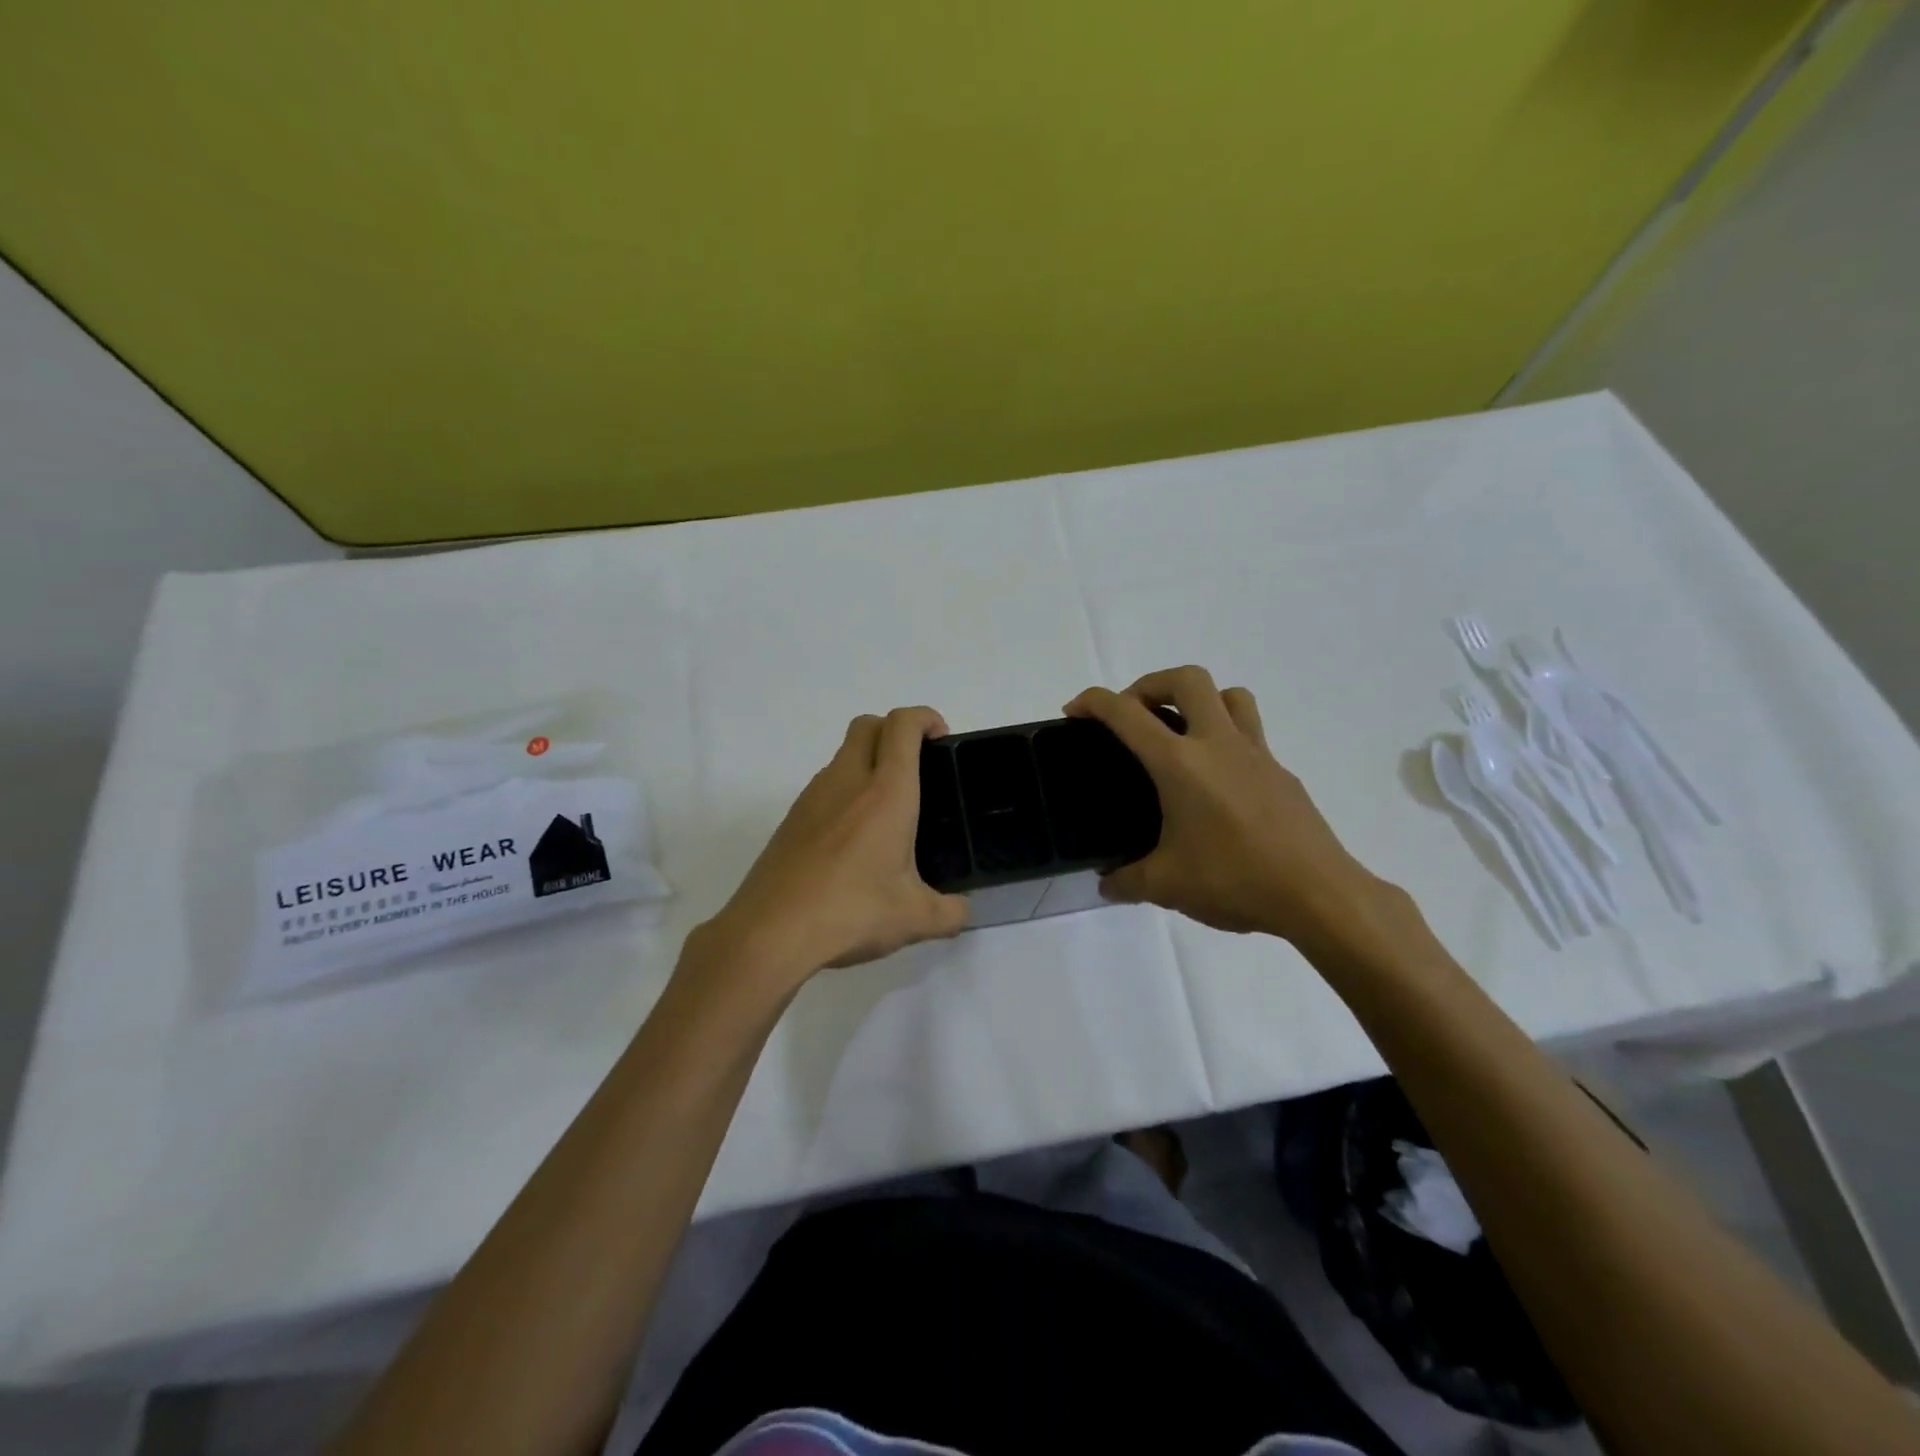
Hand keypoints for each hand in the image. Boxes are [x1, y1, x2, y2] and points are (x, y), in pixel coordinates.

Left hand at [689, 706, 967, 990]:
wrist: (770, 931)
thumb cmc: (852, 911)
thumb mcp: (915, 918)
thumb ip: (950, 912)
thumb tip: (962, 910)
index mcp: (886, 791)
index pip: (903, 725)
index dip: (925, 717)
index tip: (941, 738)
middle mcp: (847, 781)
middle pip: (867, 725)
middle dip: (895, 730)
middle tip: (917, 768)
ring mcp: (812, 797)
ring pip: (843, 755)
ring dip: (868, 762)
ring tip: (888, 812)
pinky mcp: (791, 819)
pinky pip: (824, 788)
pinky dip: (845, 794)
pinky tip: (853, 842)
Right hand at [1066, 666, 1391, 945]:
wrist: (1319, 895)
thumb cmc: (1235, 880)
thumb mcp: (1167, 885)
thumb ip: (1127, 880)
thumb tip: (1107, 883)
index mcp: (1180, 763)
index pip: (1126, 713)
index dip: (1093, 702)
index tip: (1075, 710)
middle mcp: (1218, 744)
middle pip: (1186, 679)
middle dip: (1150, 683)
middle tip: (1134, 715)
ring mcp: (1257, 754)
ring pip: (1229, 695)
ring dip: (1198, 700)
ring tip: (1180, 733)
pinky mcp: (1282, 773)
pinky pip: (1251, 734)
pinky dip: (1225, 739)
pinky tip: (1217, 784)